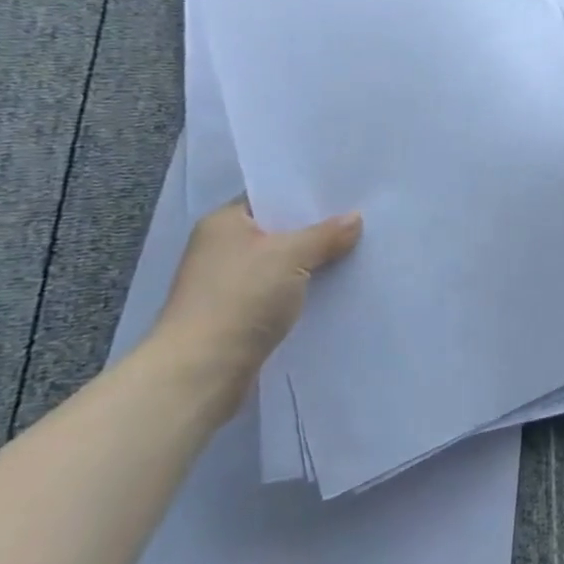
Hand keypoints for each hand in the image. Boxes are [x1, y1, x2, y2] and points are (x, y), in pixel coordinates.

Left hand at [149, 199, 361, 418]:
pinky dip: (304, 288)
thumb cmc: (241, 298)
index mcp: (224, 222)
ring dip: (313, 261)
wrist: (201, 372)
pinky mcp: (238, 314)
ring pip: (282, 262)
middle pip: (279, 229)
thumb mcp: (291, 255)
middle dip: (316, 228)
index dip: (307, 193)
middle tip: (362, 218)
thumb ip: (326, 234)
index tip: (347, 191)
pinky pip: (281, 290)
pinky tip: (335, 286)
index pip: (270, 196)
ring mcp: (228, 283)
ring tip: (357, 250)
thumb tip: (355, 218)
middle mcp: (221, 248)